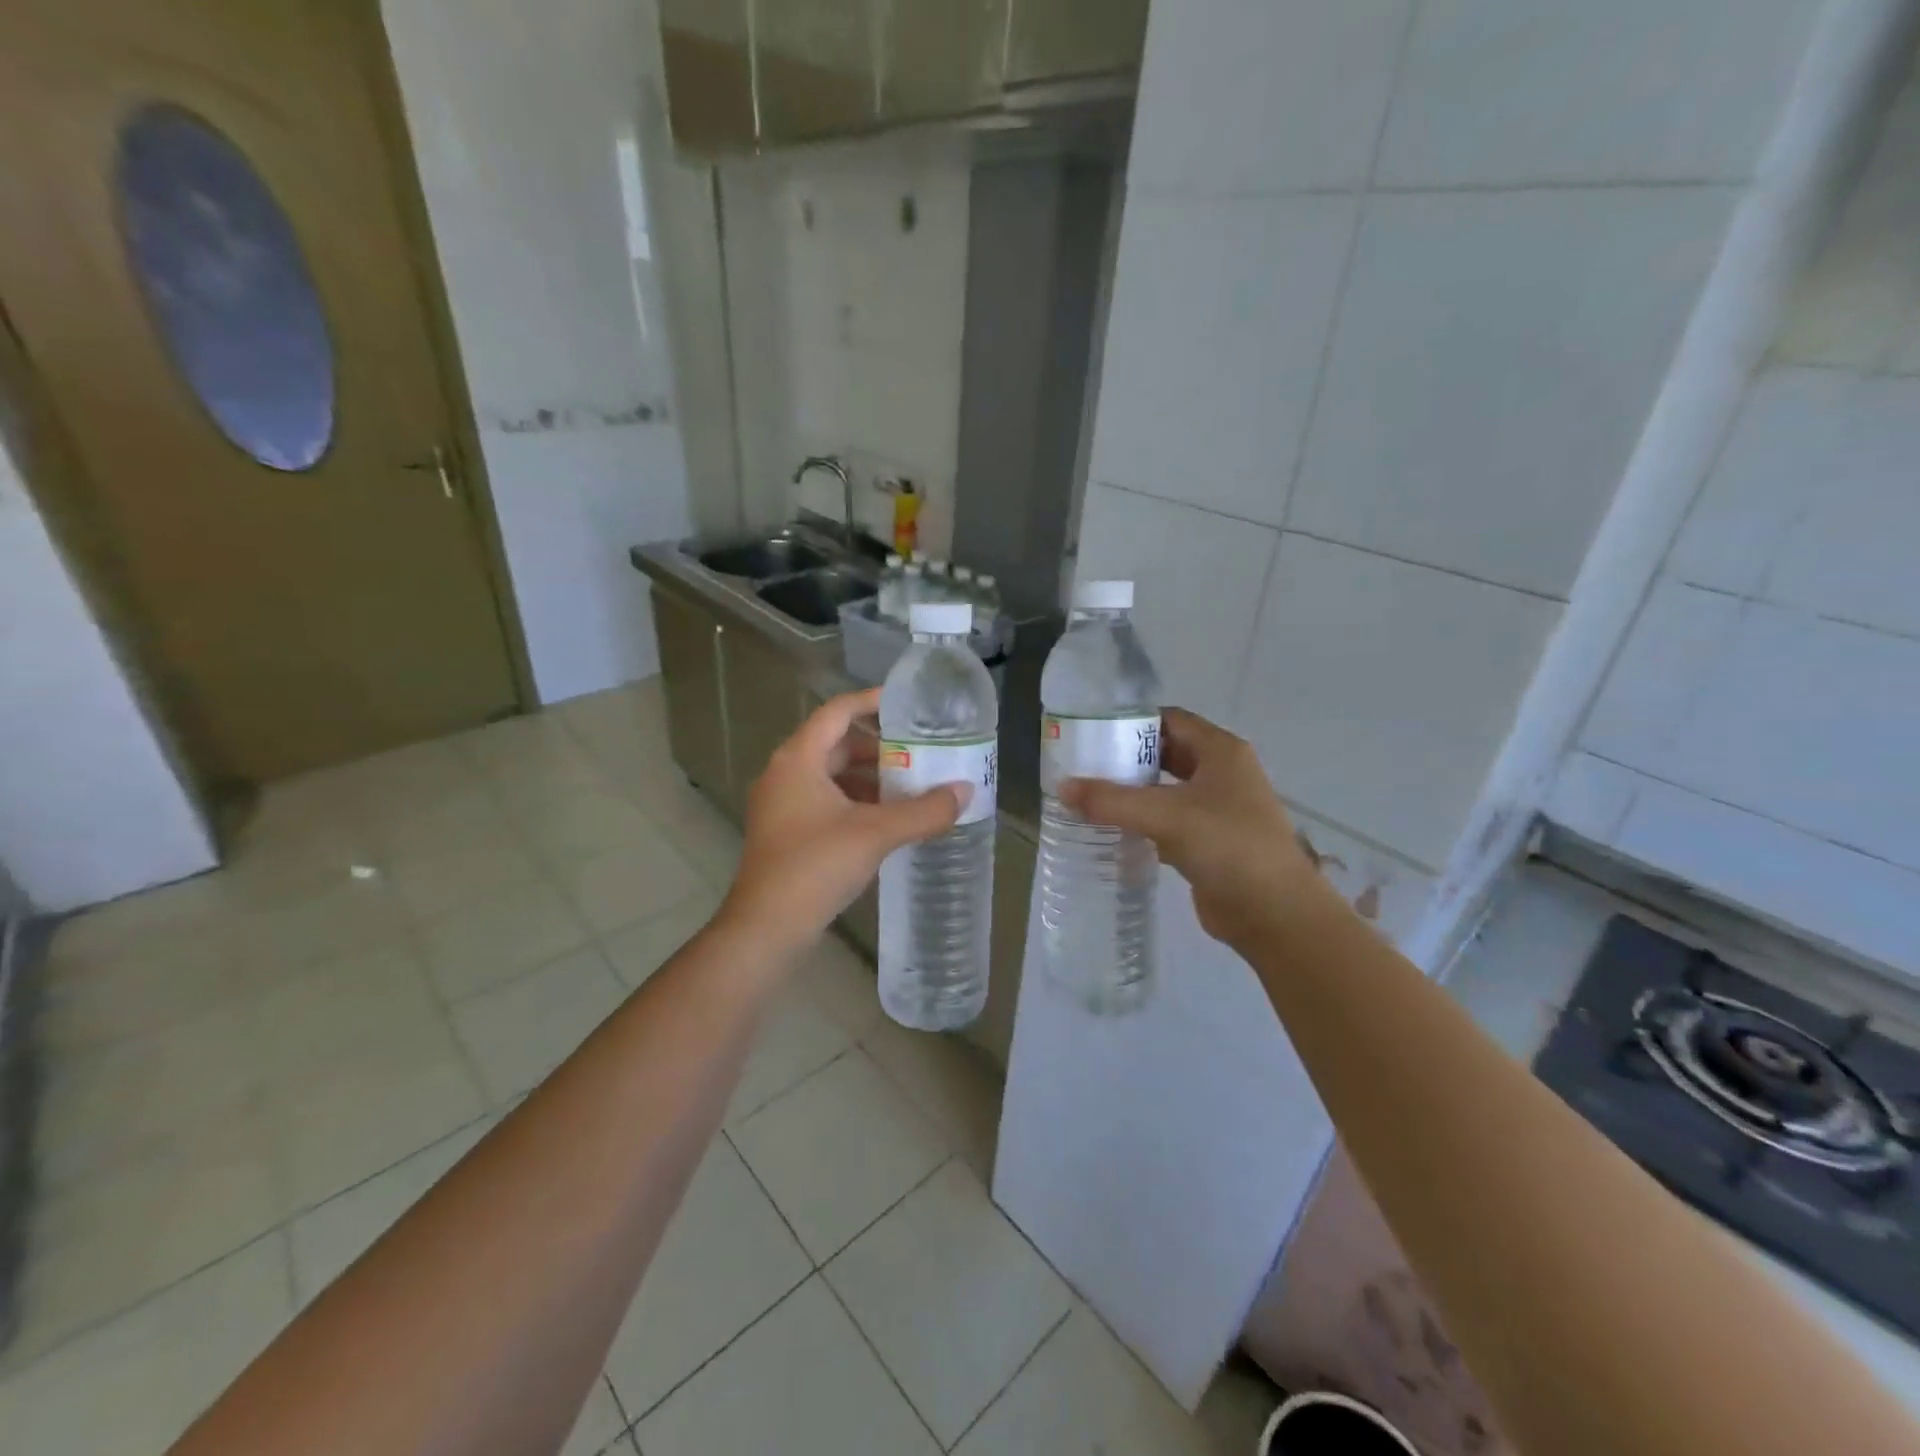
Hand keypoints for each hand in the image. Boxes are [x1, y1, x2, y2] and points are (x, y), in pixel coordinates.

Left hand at [720, 688, 965, 952]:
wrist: (766, 929)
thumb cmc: (815, 867)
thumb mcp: (875, 834)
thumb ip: (923, 811)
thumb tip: (965, 791)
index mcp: (798, 759)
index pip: (837, 712)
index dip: (872, 702)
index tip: (908, 704)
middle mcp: (785, 773)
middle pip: (836, 744)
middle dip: (879, 747)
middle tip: (920, 751)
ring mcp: (783, 804)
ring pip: (832, 776)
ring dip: (870, 778)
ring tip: (911, 786)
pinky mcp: (787, 832)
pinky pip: (827, 801)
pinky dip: (857, 802)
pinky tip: (887, 820)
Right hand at [1061, 708, 1333, 950]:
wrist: (1274, 913)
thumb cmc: (1228, 846)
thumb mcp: (1166, 815)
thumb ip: (1111, 800)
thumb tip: (1062, 788)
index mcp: (1221, 752)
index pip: (1171, 719)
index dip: (1133, 721)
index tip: (1093, 731)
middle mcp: (1221, 774)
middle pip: (1166, 753)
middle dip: (1127, 758)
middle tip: (1084, 765)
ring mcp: (1217, 810)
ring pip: (1166, 790)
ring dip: (1132, 792)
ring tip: (1088, 795)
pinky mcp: (1208, 842)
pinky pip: (1168, 822)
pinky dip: (1142, 822)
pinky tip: (1110, 830)